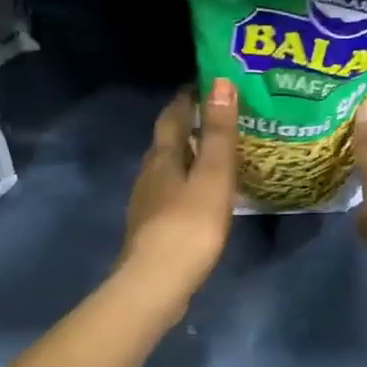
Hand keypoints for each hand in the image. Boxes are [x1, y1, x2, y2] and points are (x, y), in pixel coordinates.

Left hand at [118, 79, 238, 316]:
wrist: (155, 283)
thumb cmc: (189, 225)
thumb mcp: (212, 176)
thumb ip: (218, 132)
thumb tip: (220, 82)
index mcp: (162, 157)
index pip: (172, 116)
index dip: (187, 98)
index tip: (206, 83)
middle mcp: (149, 174)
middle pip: (167, 142)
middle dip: (188, 126)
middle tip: (218, 117)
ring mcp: (146, 203)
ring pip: (167, 170)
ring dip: (187, 158)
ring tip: (214, 155)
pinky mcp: (151, 229)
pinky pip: (170, 195)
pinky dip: (186, 186)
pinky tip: (201, 197)